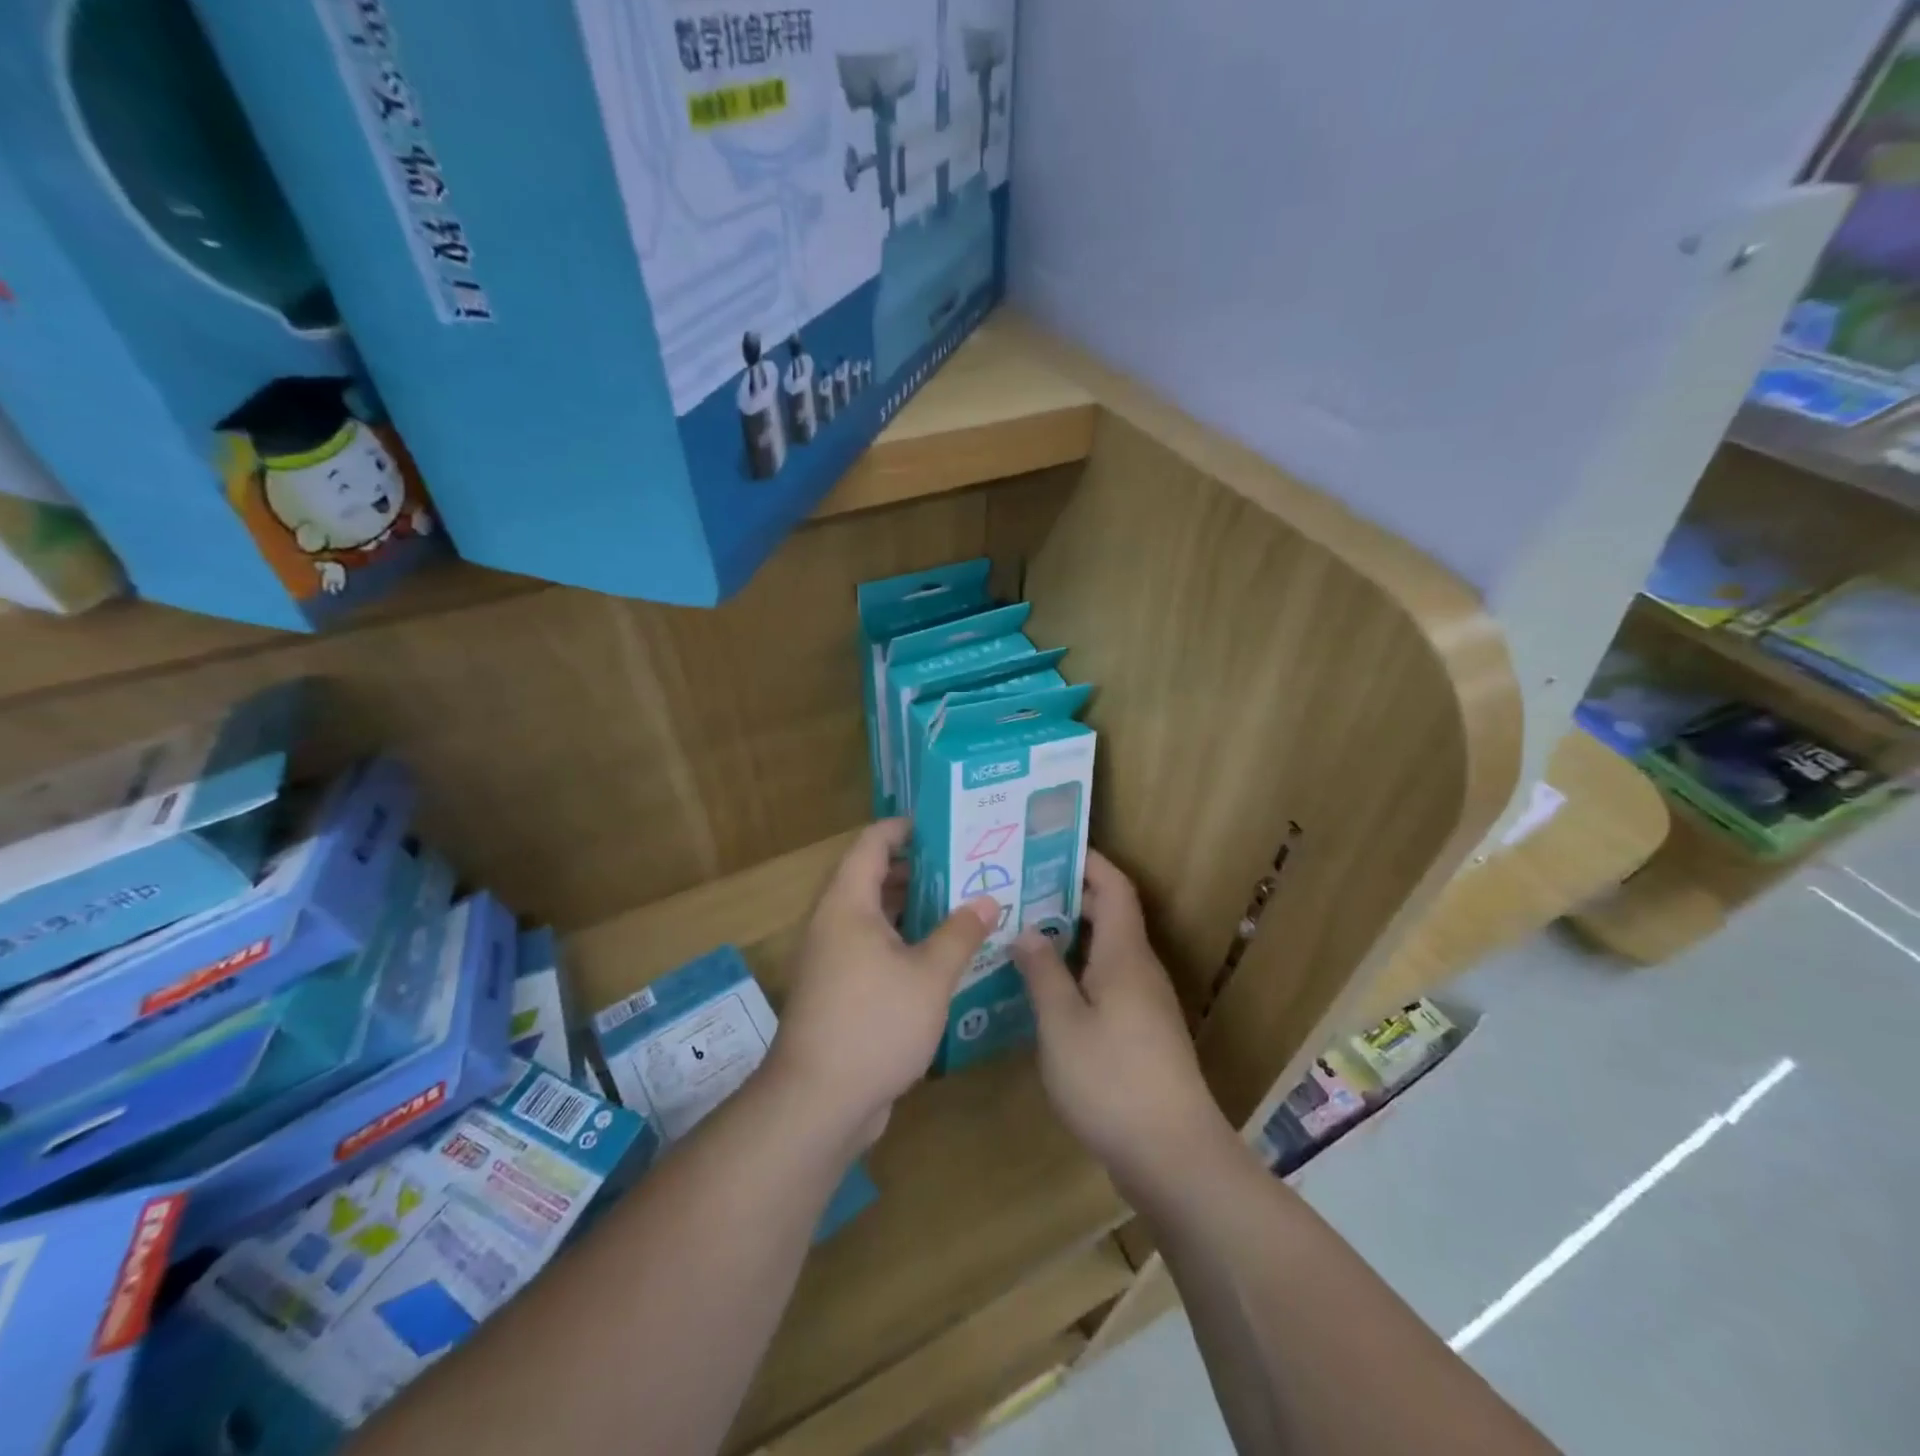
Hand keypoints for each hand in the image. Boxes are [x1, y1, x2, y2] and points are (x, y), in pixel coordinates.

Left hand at [766, 819, 998, 1147]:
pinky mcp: (839, 990)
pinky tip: (942, 955)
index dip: (905, 828)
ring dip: (915, 908)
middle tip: (968, 865)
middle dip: (920, 869)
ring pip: (876, 917)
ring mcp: (833, 959)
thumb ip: (960, 933)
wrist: (818, 1102)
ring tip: (964, 904)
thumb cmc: (874, 1023)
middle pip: (874, 878)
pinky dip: (905, 941)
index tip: (946, 824)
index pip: (872, 843)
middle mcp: (835, 923)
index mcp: (848, 904)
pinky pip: (874, 948)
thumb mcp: (930, 976)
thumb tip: (987, 900)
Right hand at [1012, 851, 1235, 1200]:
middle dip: (1068, 896)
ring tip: (1022, 931)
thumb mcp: (1062, 1024)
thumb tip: (1027, 929)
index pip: (1114, 887)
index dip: (1088, 861)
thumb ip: (1043, 972)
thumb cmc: (1112, 1080)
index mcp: (1124, 955)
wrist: (1173, 1156)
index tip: (1048, 847)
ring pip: (1106, 951)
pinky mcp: (1142, 1034)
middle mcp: (1140, 970)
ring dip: (1070, 936)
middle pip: (1110, 915)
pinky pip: (1106, 982)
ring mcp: (1145, 1003)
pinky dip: (1077, 971)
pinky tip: (1044, 988)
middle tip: (1019, 889)